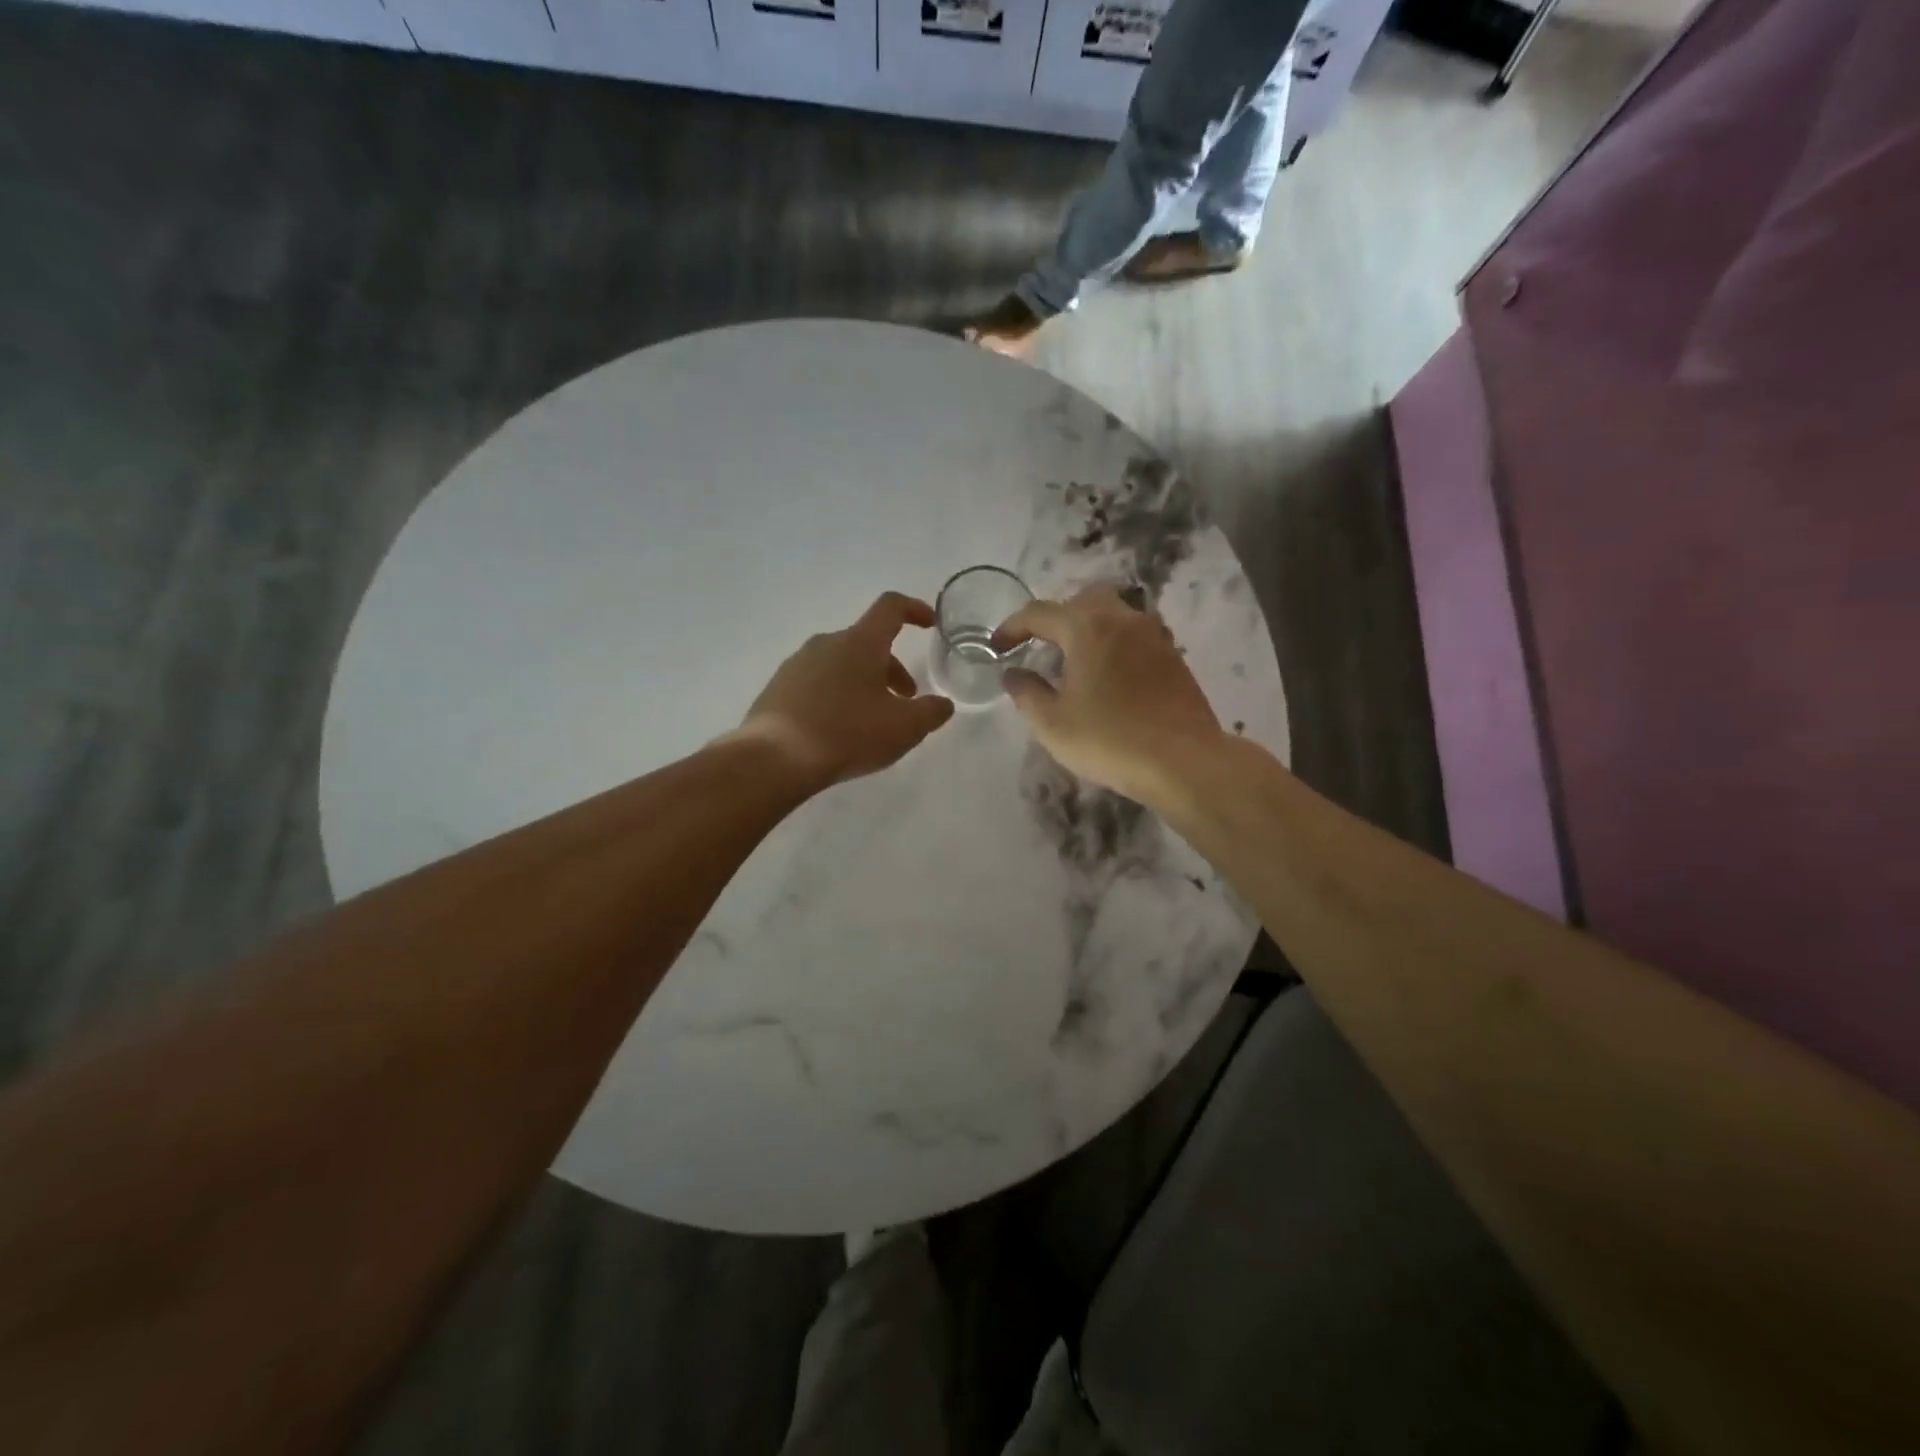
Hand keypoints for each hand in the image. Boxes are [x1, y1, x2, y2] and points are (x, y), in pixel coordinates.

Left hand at [734, 592, 955, 790]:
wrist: (775, 758)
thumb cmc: (848, 733)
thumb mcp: (904, 728)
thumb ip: (931, 712)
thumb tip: (942, 704)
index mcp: (860, 642)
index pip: (891, 608)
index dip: (914, 610)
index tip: (929, 624)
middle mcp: (826, 643)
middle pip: (867, 643)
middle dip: (892, 668)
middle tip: (905, 700)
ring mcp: (797, 664)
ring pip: (842, 664)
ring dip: (864, 683)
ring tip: (872, 721)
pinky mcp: (778, 688)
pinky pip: (817, 683)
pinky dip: (837, 696)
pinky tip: (838, 730)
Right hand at [996, 585, 1223, 802]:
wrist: (1183, 761)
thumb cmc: (1109, 740)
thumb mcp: (1052, 723)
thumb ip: (1027, 693)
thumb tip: (1013, 674)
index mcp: (1087, 627)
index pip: (1039, 613)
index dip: (1012, 627)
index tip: (996, 648)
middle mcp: (1123, 619)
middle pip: (1083, 599)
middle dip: (1056, 617)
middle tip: (1040, 645)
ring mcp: (1154, 635)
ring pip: (1115, 613)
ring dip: (1089, 627)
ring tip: (1075, 660)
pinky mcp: (1174, 657)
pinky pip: (1135, 636)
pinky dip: (1114, 644)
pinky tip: (1109, 675)